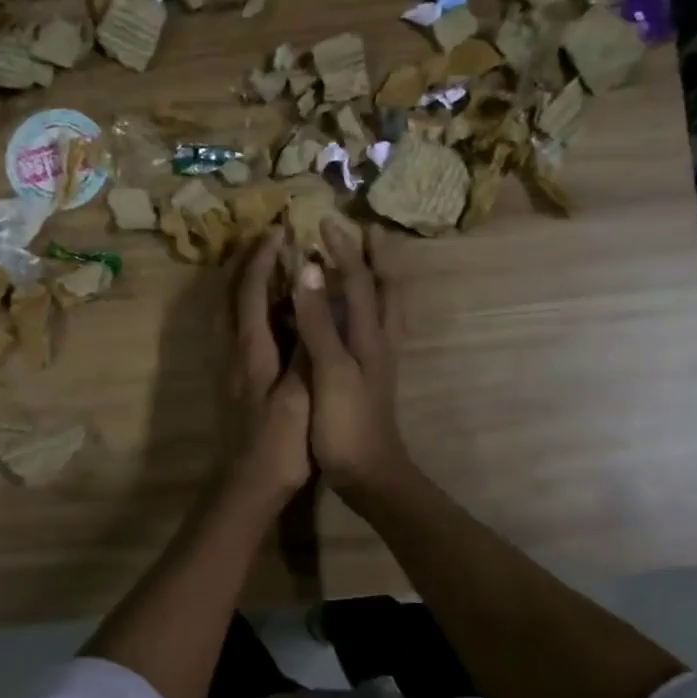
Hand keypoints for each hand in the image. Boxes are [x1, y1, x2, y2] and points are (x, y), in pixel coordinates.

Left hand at [225, 229, 311, 503]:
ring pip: (226, 314)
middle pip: (229, 296)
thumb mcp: (300, 397)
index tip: (278, 232)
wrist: (247, 488)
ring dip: (240, 284)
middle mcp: (232, 353)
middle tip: (264, 240)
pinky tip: (263, 316)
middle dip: (244, 264)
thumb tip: (308, 300)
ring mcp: (229, 369)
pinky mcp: (233, 384)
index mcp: (250, 352)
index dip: (263, 260)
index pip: (251, 292)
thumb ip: (305, 349)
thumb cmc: (279, 446)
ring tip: (262, 268)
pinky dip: (244, 310)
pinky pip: (233, 332)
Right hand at [291, 219, 409, 500]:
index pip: (359, 280)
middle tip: (367, 232)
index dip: (342, 250)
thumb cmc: (347, 424)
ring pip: (387, 310)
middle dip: (377, 258)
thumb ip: (319, 321)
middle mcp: (381, 341)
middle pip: (386, 289)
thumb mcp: (330, 370)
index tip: (324, 222)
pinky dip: (372, 309)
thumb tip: (309, 270)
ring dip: (380, 280)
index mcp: (370, 336)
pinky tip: (360, 316)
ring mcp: (381, 361)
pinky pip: (378, 330)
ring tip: (370, 262)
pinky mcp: (374, 379)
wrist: (370, 474)